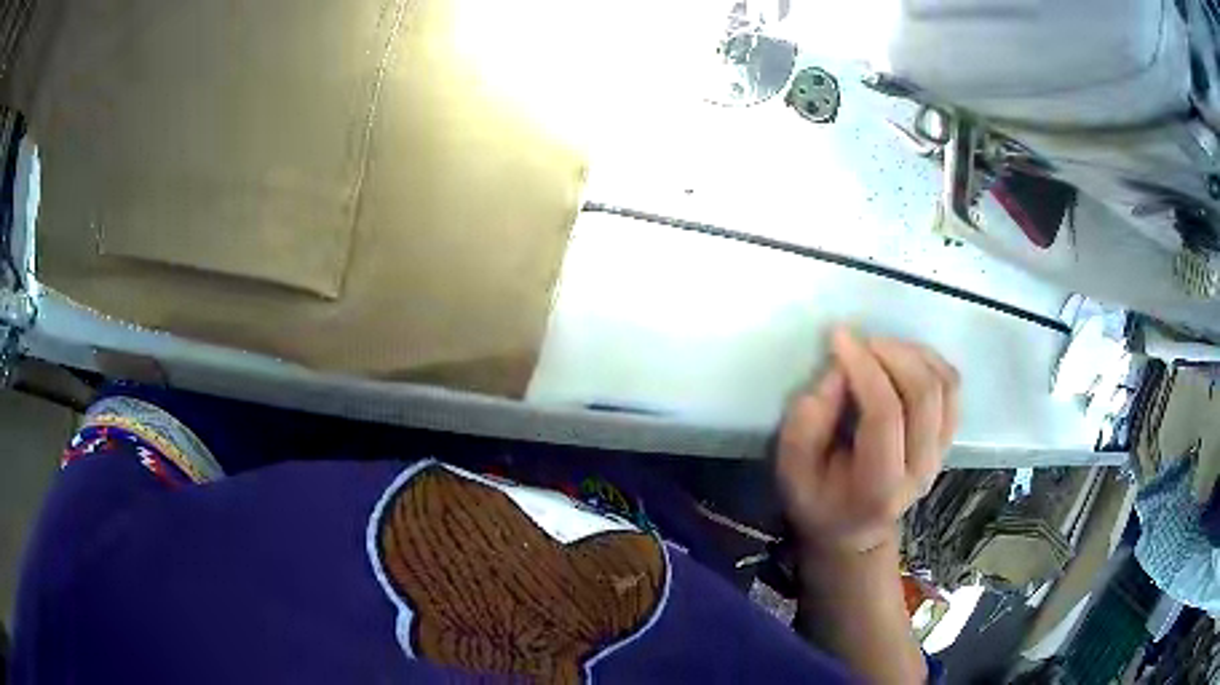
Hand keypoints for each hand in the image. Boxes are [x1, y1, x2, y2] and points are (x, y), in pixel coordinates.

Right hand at [777, 327, 959, 553]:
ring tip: (880, 346)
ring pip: (945, 385)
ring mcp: (939, 454)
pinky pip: (952, 387)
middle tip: (861, 340)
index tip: (838, 339)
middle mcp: (919, 470)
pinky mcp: (947, 439)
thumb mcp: (791, 470)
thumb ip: (806, 422)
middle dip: (892, 353)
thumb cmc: (817, 500)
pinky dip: (931, 360)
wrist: (853, 530)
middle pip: (925, 395)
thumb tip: (838, 369)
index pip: (885, 416)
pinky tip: (902, 356)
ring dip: (914, 353)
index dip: (864, 370)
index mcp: (878, 487)